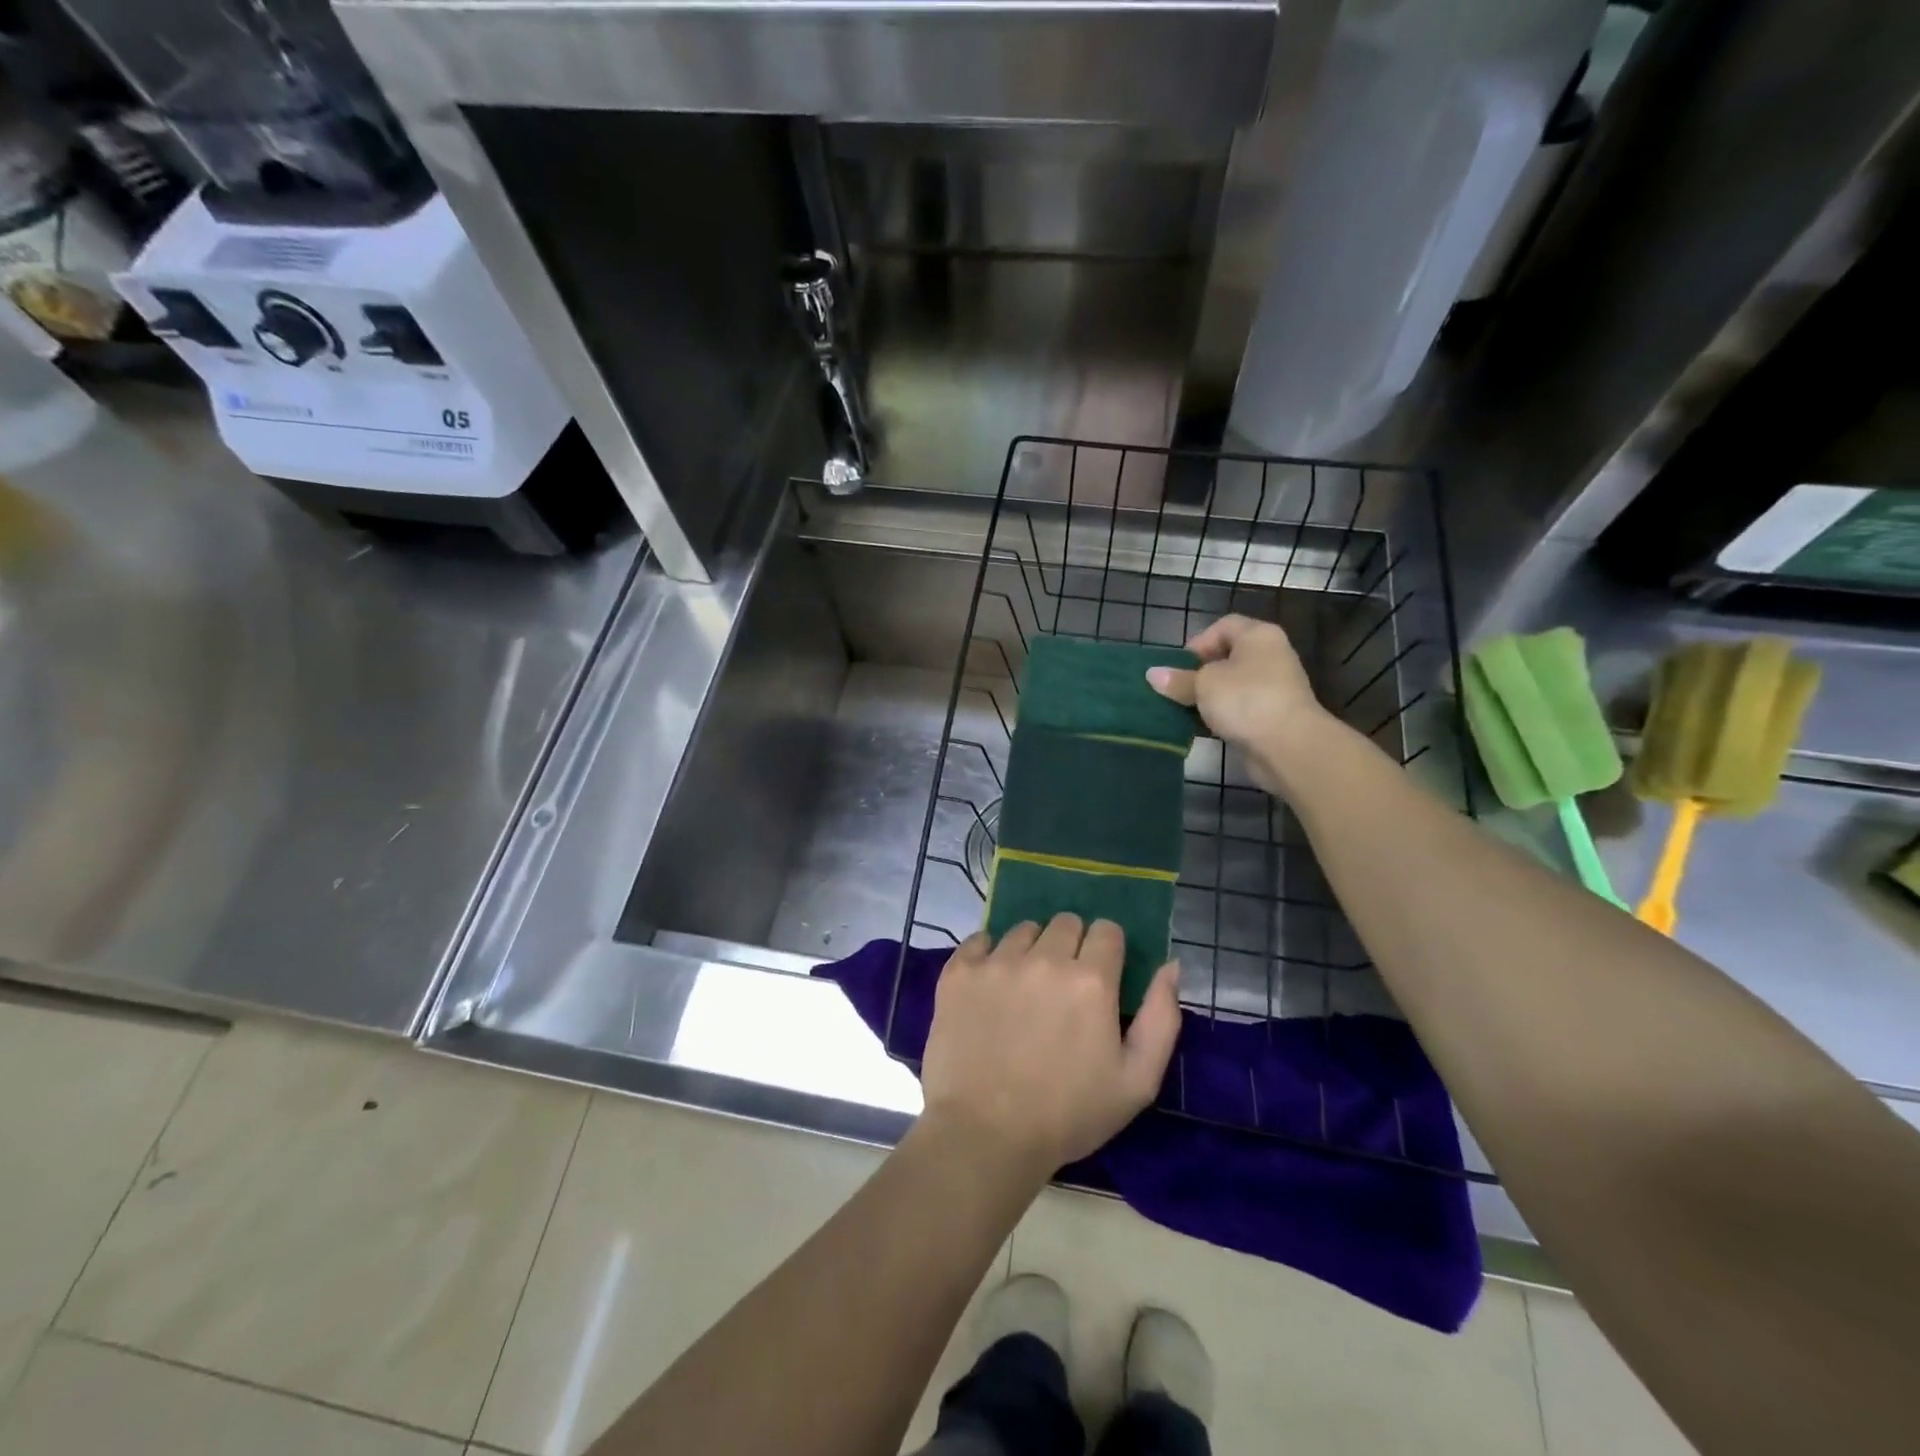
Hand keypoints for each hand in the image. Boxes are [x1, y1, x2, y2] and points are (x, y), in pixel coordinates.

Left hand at [919, 914, 1180, 1181]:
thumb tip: (1170, 965)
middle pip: (1066, 922)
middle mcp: (1044, 959)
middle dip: (1072, 945)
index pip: (1107, 930)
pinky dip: (988, 954)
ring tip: (1025, 987)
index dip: (1108, 949)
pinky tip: (990, 983)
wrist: (986, 1134)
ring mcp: (997, 962)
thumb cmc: (1068, 1114)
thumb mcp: (1137, 1081)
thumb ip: (1161, 1017)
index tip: (1101, 975)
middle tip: (1063, 985)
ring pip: (1023, 929)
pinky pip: (979, 939)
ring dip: (1031, 949)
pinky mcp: (959, 972)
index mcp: (1091, 980)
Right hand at [1146, 615, 1332, 790]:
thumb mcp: (1204, 685)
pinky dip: (1220, 715)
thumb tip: (1152, 674)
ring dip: (1207, 697)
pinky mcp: (1271, 716)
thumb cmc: (1246, 700)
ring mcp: (1274, 688)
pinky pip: (1239, 709)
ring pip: (1231, 686)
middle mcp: (1270, 657)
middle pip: (1227, 657)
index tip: (1179, 665)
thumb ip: (1178, 679)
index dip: (1199, 641)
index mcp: (1258, 637)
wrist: (1289, 747)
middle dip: (1199, 672)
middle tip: (1176, 688)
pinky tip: (1201, 727)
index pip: (1224, 626)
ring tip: (1183, 709)